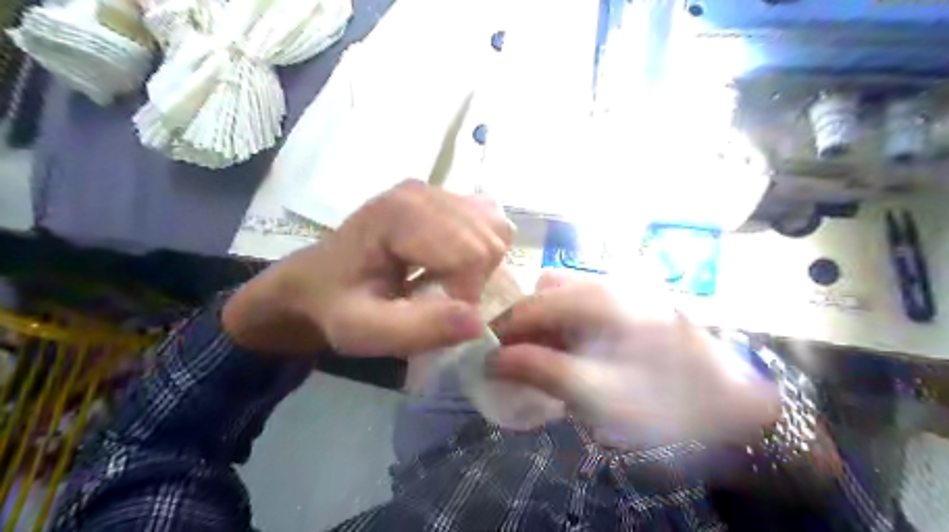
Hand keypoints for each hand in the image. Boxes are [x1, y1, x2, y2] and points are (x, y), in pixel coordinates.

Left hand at [222, 178, 516, 357]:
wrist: (315, 283)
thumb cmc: (335, 306)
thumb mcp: (364, 331)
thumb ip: (418, 330)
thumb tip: (479, 321)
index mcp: (400, 215)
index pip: (471, 253)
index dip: (466, 294)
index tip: (439, 315)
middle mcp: (423, 192)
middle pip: (489, 239)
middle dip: (476, 281)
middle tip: (442, 300)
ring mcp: (435, 190)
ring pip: (495, 228)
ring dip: (482, 267)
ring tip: (448, 282)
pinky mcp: (444, 198)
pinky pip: (489, 222)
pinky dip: (483, 250)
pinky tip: (453, 264)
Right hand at [489, 272, 778, 446]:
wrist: (733, 407)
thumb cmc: (667, 403)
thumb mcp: (597, 393)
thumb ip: (541, 371)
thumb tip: (492, 361)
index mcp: (603, 298)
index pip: (535, 303)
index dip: (504, 329)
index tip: (484, 355)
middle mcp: (610, 283)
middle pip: (547, 292)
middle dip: (525, 324)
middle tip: (518, 360)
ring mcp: (623, 291)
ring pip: (565, 297)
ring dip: (545, 325)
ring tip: (544, 360)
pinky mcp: (630, 305)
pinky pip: (583, 307)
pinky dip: (567, 328)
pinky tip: (572, 355)